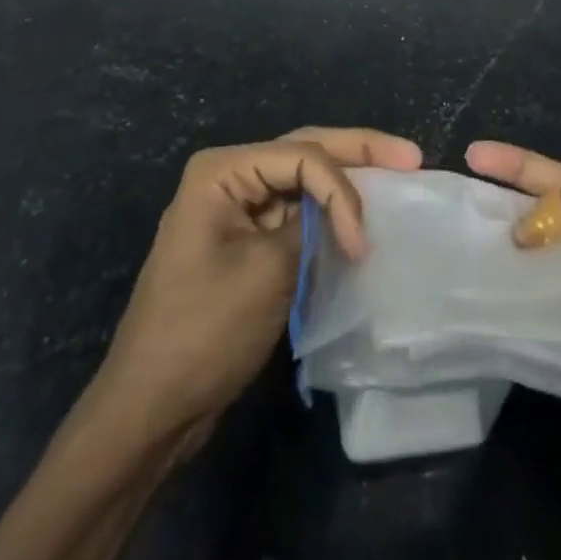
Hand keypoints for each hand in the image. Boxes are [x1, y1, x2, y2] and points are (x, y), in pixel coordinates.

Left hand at [93, 127, 422, 450]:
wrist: (150, 407)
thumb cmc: (203, 331)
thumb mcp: (266, 272)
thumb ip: (312, 227)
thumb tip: (346, 213)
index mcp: (222, 171)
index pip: (301, 157)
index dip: (342, 191)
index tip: (362, 246)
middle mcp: (229, 177)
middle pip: (304, 152)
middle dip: (358, 152)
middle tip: (410, 156)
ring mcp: (237, 209)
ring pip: (303, 181)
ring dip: (345, 183)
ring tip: (395, 175)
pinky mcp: (246, 241)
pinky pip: (295, 214)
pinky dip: (328, 215)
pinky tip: (359, 215)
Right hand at [467, 140, 560, 516]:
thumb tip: (558, 243)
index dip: (559, 205)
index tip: (525, 235)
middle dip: (525, 173)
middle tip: (478, 155)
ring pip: (552, 241)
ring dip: (515, 219)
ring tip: (470, 202)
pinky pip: (544, 289)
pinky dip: (516, 274)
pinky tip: (486, 264)